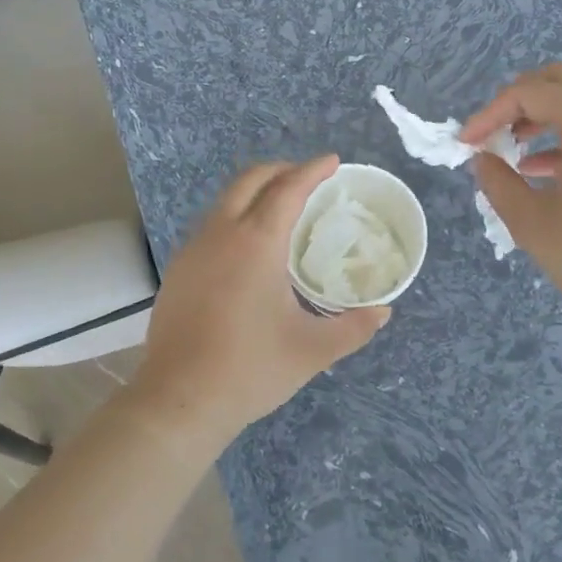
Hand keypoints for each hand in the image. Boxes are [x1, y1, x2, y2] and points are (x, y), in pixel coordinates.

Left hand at [126, 156, 390, 449]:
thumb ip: (354, 327)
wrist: (178, 401)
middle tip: (308, 178)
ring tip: (281, 208)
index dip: (312, 170)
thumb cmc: (250, 368)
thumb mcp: (312, 350)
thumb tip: (384, 312)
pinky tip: (247, 248)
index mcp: (257, 243)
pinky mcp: (178, 269)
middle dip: (281, 170)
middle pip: (250, 180)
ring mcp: (193, 250)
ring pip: (226, 201)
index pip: (288, 189)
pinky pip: (211, 225)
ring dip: (255, 192)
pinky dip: (235, 217)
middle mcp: (221, 233)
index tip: (332, 160)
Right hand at [461, 63, 561, 328]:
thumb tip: (482, 159)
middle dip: (518, 101)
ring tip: (514, 151)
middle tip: (492, 132)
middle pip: (560, 80)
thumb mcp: (532, 223)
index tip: (467, 143)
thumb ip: (498, 182)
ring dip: (543, 115)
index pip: (530, 92)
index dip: (490, 113)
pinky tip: (544, 169)